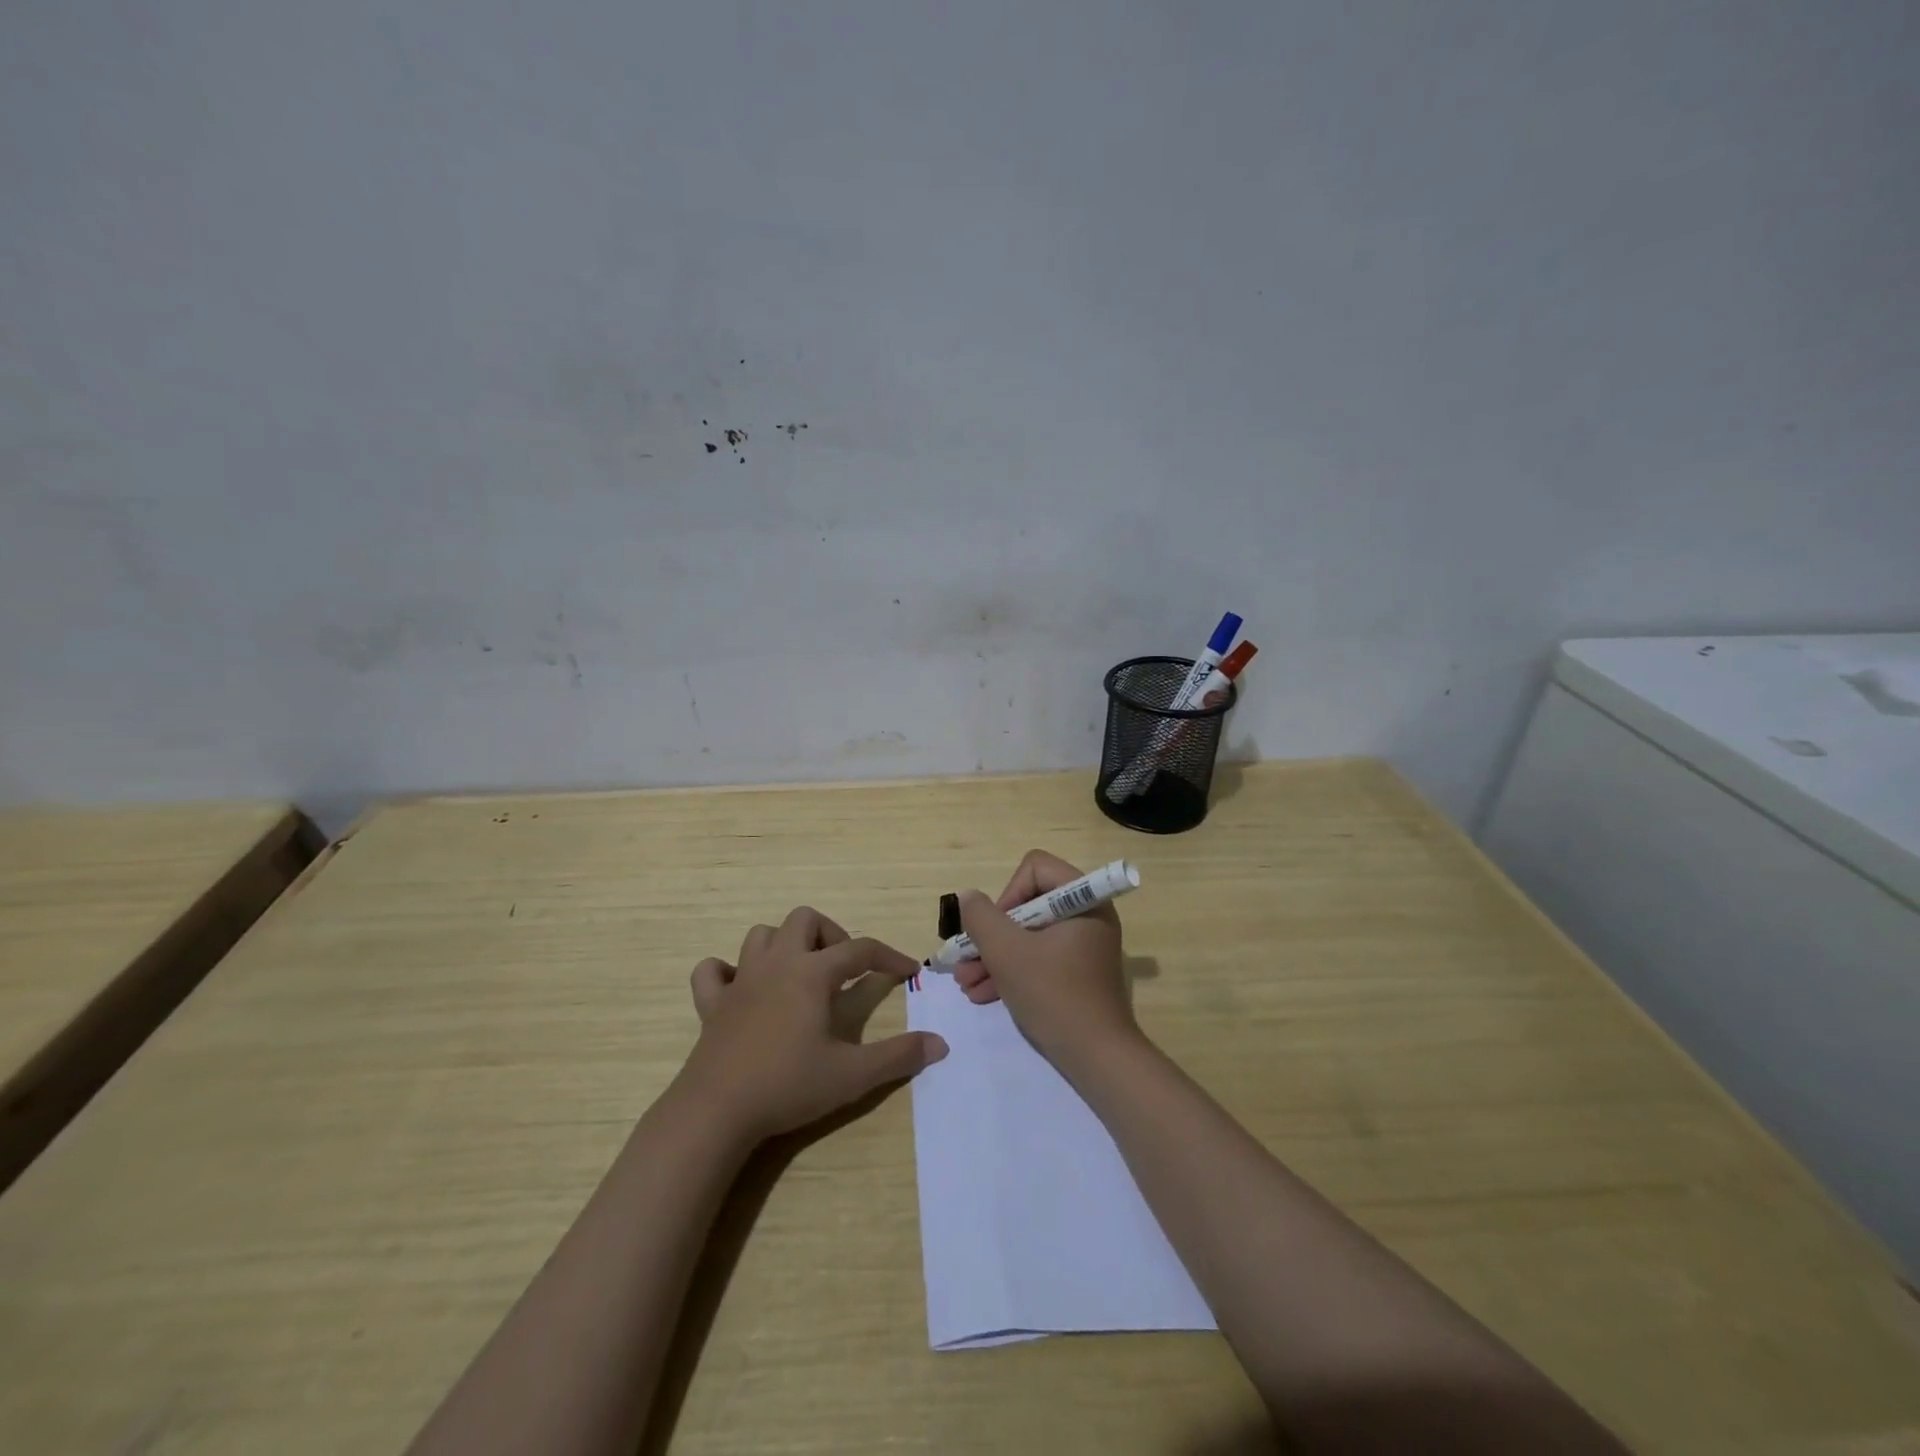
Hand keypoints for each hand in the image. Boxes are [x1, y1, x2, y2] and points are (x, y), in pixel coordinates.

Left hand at [674, 907, 946, 1143]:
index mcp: (812, 973)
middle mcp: (777, 964)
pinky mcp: (712, 1004)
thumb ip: (898, 1056)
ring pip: (762, 935)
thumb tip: (940, 1044)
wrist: (716, 1111)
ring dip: (785, 945)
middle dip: (831, 935)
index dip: (889, 956)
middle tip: (843, 971)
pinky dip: (727, 972)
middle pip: (805, 920)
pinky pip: (713, 971)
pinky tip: (742, 990)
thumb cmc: (788, 1085)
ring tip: (800, 974)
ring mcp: (740, 980)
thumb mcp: (852, 1075)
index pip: (861, 949)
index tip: (909, 971)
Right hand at [954, 849, 1141, 1069]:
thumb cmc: (1054, 995)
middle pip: (1028, 904)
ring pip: (1029, 935)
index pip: (1035, 868)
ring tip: (966, 984)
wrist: (1097, 1058)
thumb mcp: (1007, 953)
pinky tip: (982, 994)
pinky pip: (1039, 958)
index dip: (1007, 894)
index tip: (994, 930)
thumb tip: (968, 897)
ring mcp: (1084, 945)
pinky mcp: (1077, 972)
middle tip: (966, 960)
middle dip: (992, 934)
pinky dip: (1012, 971)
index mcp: (1083, 899)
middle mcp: (1087, 915)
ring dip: (994, 956)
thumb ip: (981, 918)